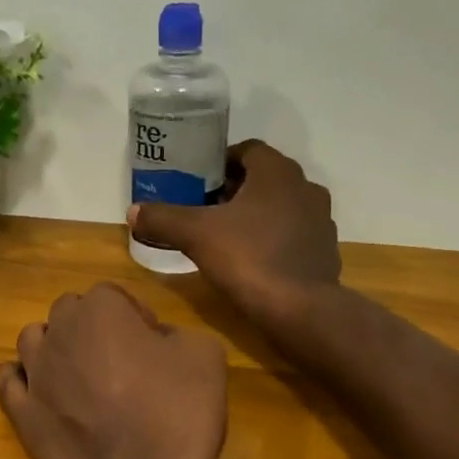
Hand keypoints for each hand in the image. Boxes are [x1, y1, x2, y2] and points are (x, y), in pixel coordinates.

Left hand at [0, 284, 227, 458]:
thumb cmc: (176, 415)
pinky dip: (24, 381)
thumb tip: (155, 342)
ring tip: (82, 377)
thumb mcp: (205, 356)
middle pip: (70, 314)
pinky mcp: (20, 413)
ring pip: (34, 341)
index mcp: (101, 309)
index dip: (135, 318)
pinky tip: (43, 393)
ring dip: (56, 349)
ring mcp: (34, 374)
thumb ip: (176, 334)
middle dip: (92, 329)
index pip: (113, 296)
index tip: (153, 346)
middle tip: (122, 362)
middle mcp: (58, 332)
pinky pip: (10, 382)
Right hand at [128, 140, 340, 331]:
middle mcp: (306, 187)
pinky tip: (253, 259)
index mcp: (278, 172)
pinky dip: (274, 238)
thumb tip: (133, 212)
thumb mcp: (196, 235)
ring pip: (281, 206)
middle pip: (264, 178)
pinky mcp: (325, 250)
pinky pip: (294, 234)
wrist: (299, 309)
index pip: (248, 150)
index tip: (198, 181)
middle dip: (235, 189)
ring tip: (227, 234)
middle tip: (205, 208)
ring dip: (256, 214)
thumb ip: (163, 218)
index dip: (220, 162)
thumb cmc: (248, 258)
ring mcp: (321, 220)